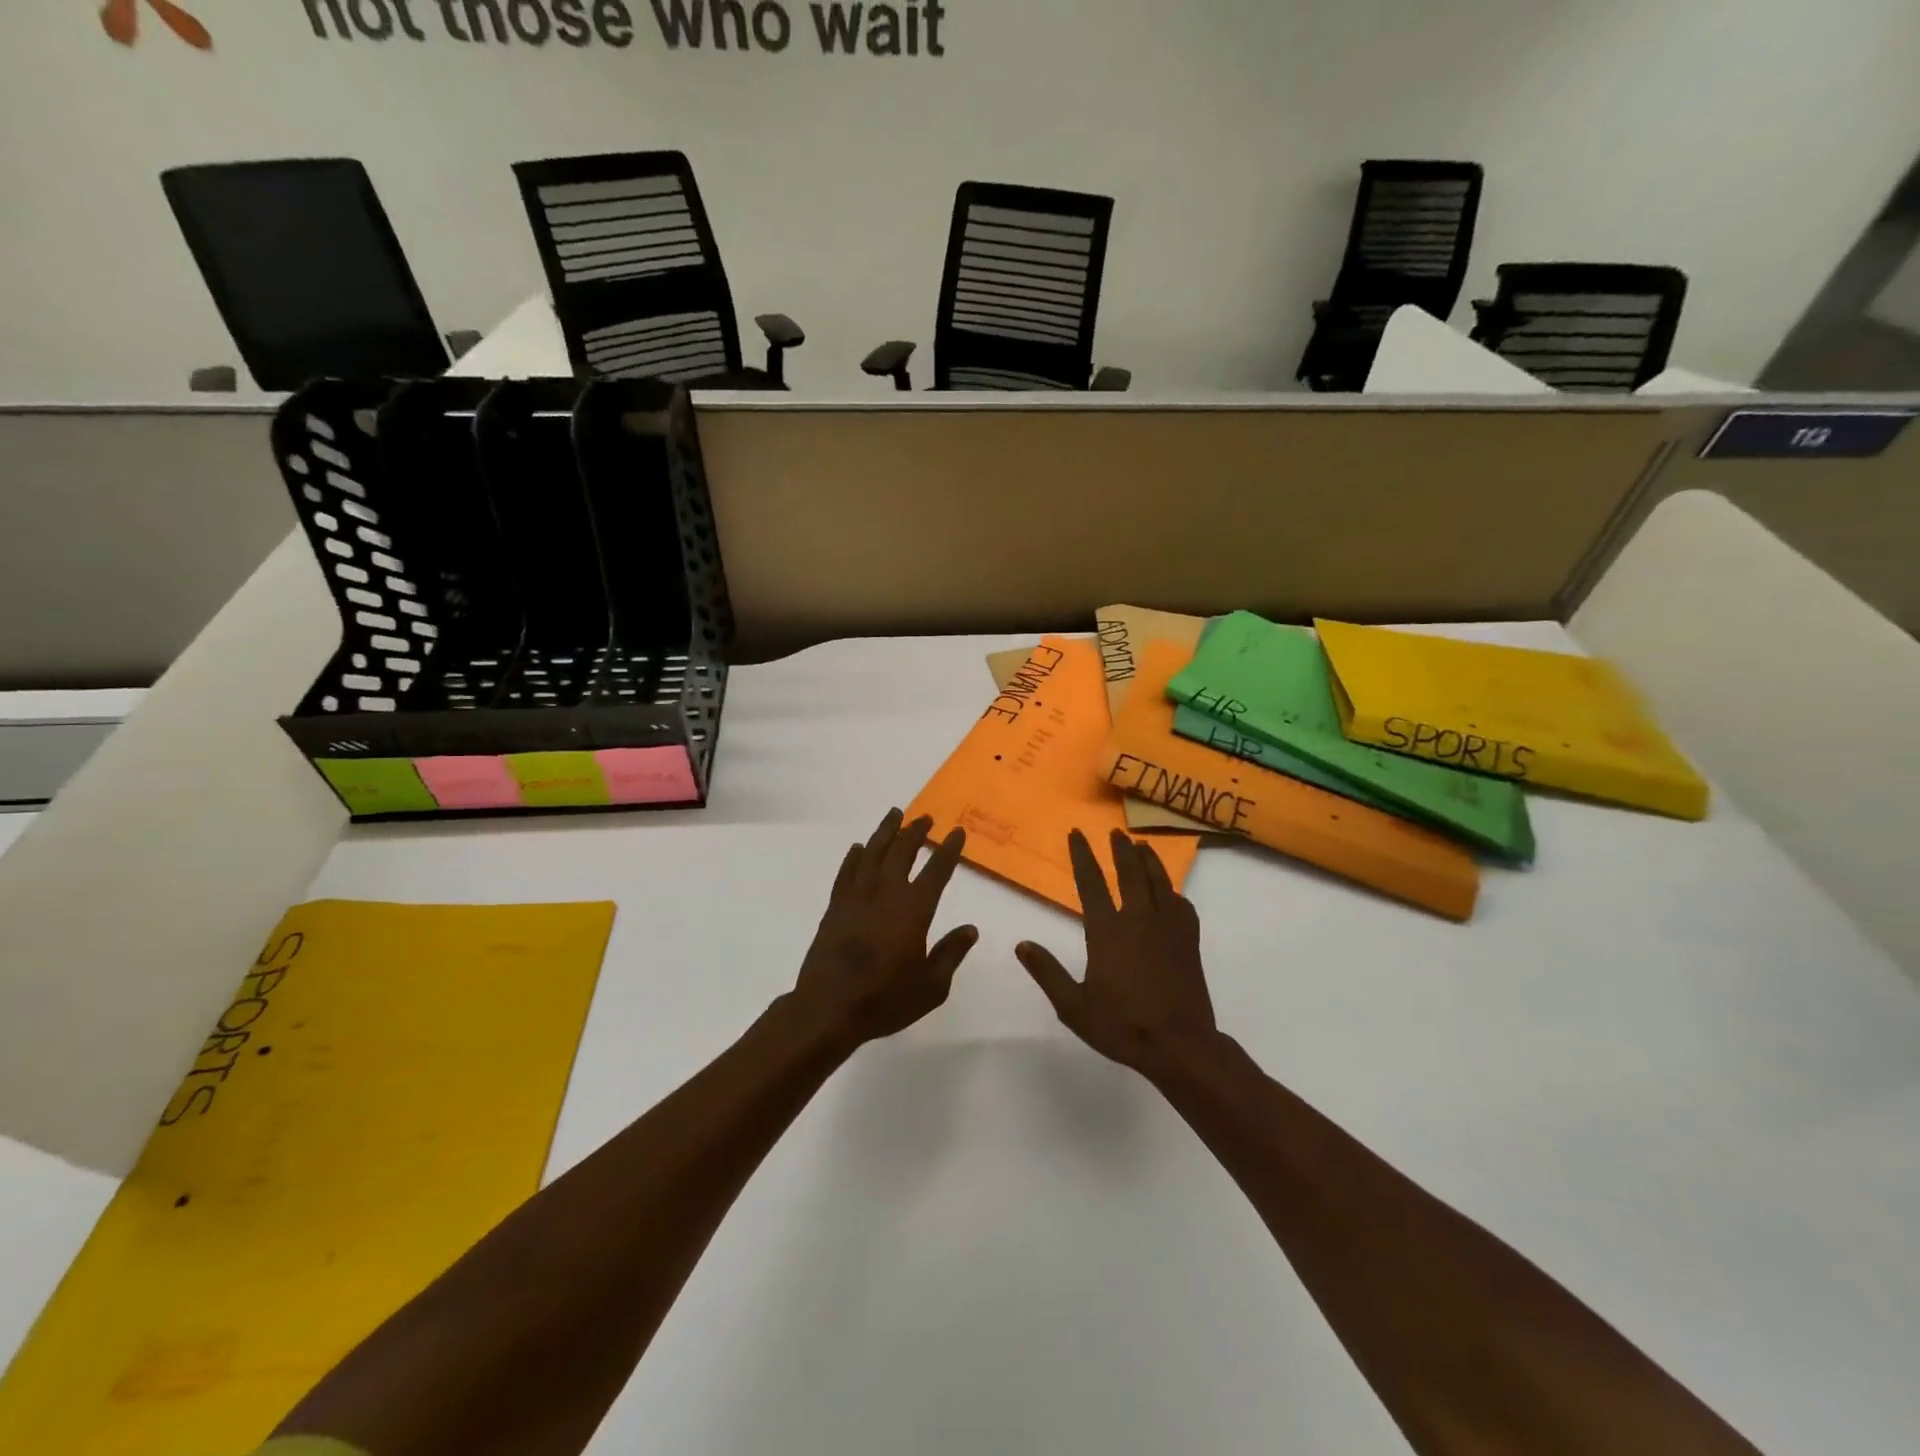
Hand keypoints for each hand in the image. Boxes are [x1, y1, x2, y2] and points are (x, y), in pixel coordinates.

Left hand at [791, 809, 977, 1048]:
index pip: (937, 870)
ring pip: (872, 853)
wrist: (829, 1008)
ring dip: (885, 832)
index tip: (957, 832)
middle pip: (902, 851)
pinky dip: (854, 857)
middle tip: (925, 817)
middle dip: (916, 831)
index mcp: (914, 909)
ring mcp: (857, 897)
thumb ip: (951, 954)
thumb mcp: (931, 986)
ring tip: (894, 814)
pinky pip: (846, 872)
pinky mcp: (835, 907)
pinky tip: (858, 848)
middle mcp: (886, 893)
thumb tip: (970, 929)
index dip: (949, 849)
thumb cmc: (885, 999)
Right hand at [1016, 829, 1217, 1076]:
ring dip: (1149, 860)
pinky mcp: (1189, 941)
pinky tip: (1171, 892)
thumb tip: (1021, 945)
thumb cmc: (1122, 1025)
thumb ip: (1047, 972)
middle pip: (1130, 873)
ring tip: (1142, 845)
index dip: (1082, 855)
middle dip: (1120, 849)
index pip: (1091, 883)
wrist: (1180, 1045)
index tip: (1076, 834)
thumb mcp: (1074, 1006)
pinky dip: (1174, 892)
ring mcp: (1168, 928)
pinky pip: (1182, 905)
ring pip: (1159, 882)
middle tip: (1115, 832)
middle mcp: (1138, 920)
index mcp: (1107, 931)